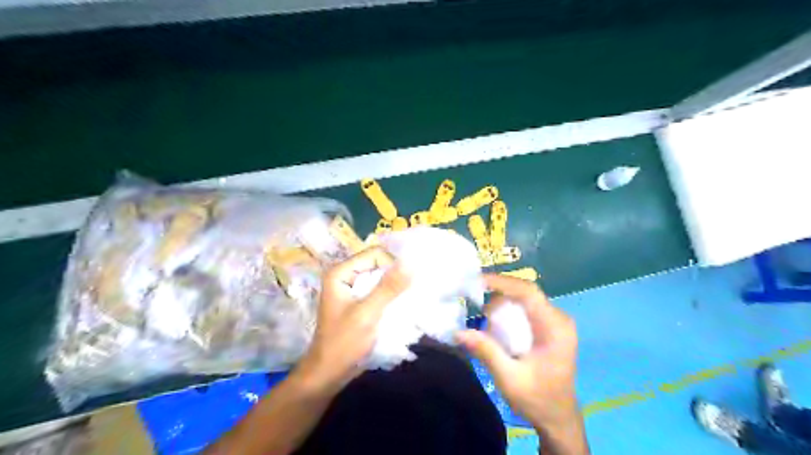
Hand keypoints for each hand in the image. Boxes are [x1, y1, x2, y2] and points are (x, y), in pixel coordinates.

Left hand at [298, 248, 408, 392]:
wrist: (328, 374)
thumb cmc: (344, 343)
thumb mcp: (368, 313)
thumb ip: (388, 287)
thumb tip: (410, 262)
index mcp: (340, 273)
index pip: (374, 254)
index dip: (393, 264)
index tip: (409, 281)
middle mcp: (344, 276)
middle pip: (377, 265)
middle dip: (395, 275)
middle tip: (413, 289)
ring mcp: (351, 290)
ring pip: (379, 278)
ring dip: (394, 286)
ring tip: (410, 297)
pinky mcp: (358, 302)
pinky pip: (378, 291)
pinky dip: (390, 296)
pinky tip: (402, 305)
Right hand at [455, 273, 582, 432]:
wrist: (558, 418)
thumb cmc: (537, 400)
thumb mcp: (509, 378)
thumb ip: (486, 351)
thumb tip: (458, 332)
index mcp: (555, 328)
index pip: (528, 292)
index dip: (502, 282)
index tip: (476, 282)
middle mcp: (559, 319)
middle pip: (525, 293)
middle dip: (498, 295)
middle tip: (476, 307)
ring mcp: (556, 322)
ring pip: (524, 299)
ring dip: (502, 305)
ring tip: (487, 323)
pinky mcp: (550, 327)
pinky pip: (526, 309)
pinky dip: (509, 312)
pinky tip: (498, 327)